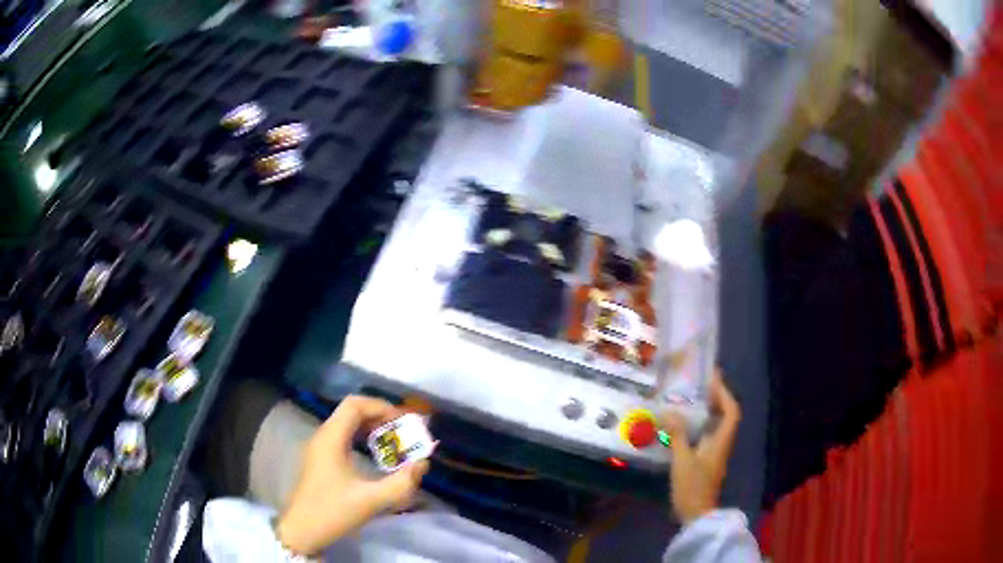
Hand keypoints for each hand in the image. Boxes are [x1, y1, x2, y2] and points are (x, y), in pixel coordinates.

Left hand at [276, 396, 429, 555]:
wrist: (302, 531)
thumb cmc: (333, 512)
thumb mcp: (371, 500)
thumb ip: (401, 483)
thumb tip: (423, 463)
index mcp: (330, 439)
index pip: (354, 405)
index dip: (381, 407)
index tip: (404, 421)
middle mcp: (323, 437)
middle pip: (351, 411)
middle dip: (379, 417)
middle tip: (403, 431)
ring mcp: (319, 448)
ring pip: (346, 424)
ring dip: (371, 427)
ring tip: (394, 442)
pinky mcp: (320, 460)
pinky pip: (343, 437)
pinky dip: (361, 439)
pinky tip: (375, 456)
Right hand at [661, 369, 740, 524]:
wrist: (696, 515)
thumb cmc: (692, 487)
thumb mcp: (682, 461)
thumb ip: (677, 435)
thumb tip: (670, 411)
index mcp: (721, 441)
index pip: (731, 411)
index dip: (724, 393)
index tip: (712, 378)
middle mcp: (721, 444)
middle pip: (725, 416)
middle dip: (716, 398)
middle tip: (700, 384)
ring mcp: (715, 453)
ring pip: (716, 425)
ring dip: (708, 411)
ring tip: (691, 399)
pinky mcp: (706, 461)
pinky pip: (707, 435)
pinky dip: (699, 425)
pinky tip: (684, 425)